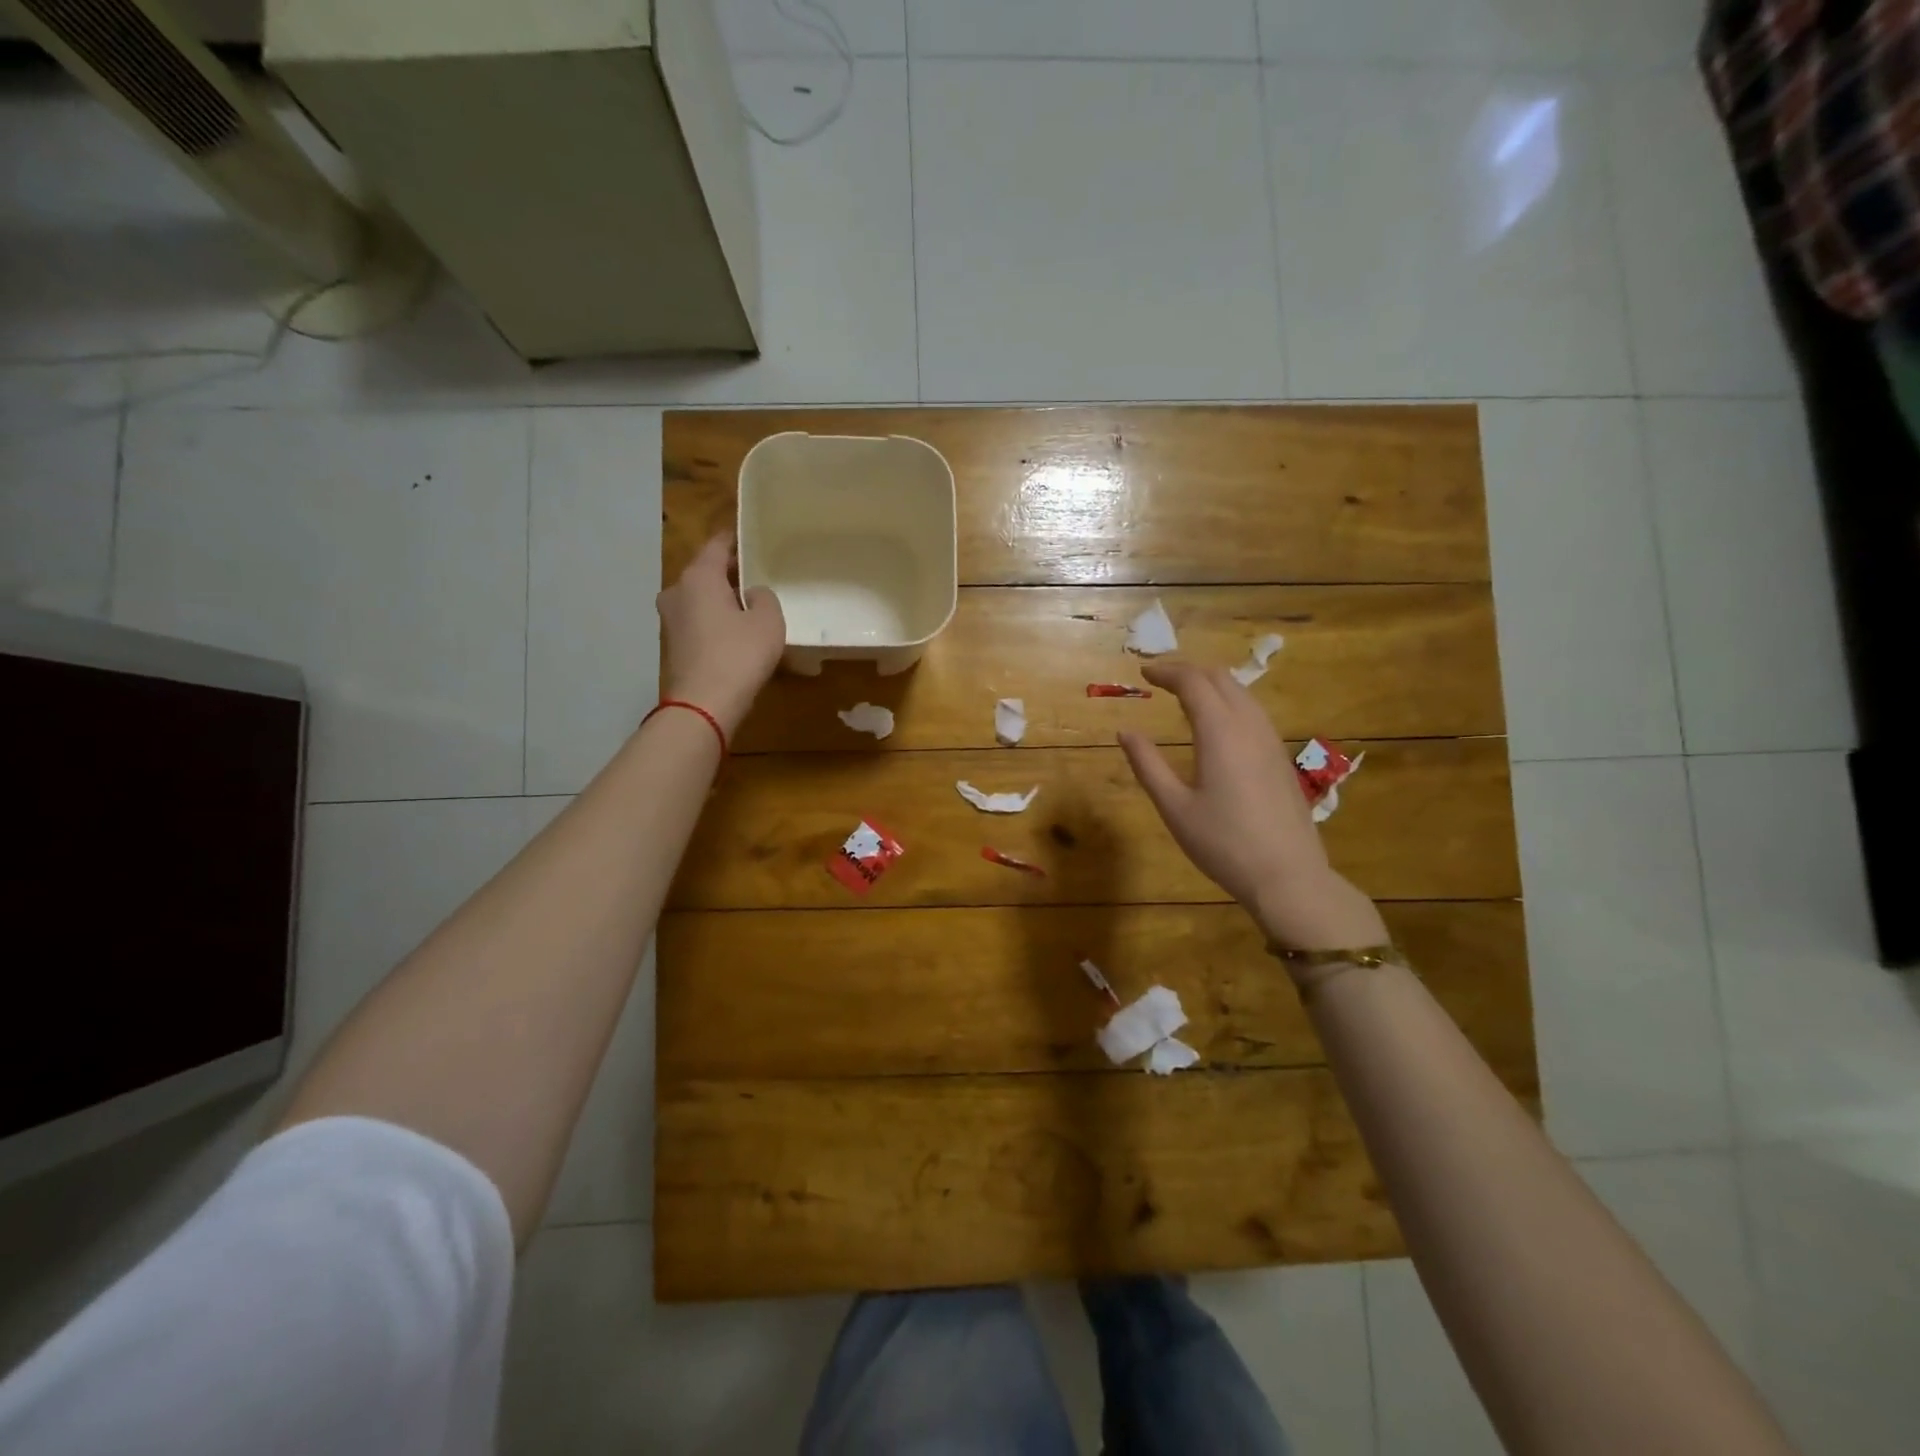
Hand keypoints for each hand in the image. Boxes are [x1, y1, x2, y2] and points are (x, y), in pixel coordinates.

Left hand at [657, 532, 785, 737]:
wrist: (703, 705)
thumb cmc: (739, 655)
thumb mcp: (768, 621)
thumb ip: (764, 597)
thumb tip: (752, 593)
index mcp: (699, 576)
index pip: (717, 545)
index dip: (735, 539)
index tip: (751, 536)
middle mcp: (677, 590)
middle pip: (705, 571)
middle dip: (729, 572)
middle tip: (757, 574)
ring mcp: (670, 619)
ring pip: (699, 597)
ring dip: (720, 598)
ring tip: (748, 605)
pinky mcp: (672, 644)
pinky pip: (697, 621)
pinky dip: (713, 620)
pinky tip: (734, 632)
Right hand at [1119, 661, 1386, 951]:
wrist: (1288, 875)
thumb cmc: (1223, 843)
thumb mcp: (1174, 807)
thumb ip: (1147, 764)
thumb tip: (1125, 731)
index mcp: (1220, 732)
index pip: (1193, 682)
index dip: (1167, 671)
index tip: (1143, 673)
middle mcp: (1249, 726)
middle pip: (1221, 678)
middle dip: (1189, 672)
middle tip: (1160, 680)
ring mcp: (1270, 740)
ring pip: (1242, 692)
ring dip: (1211, 684)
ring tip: (1185, 696)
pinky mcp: (1280, 757)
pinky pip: (1253, 711)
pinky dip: (1229, 701)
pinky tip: (1217, 724)